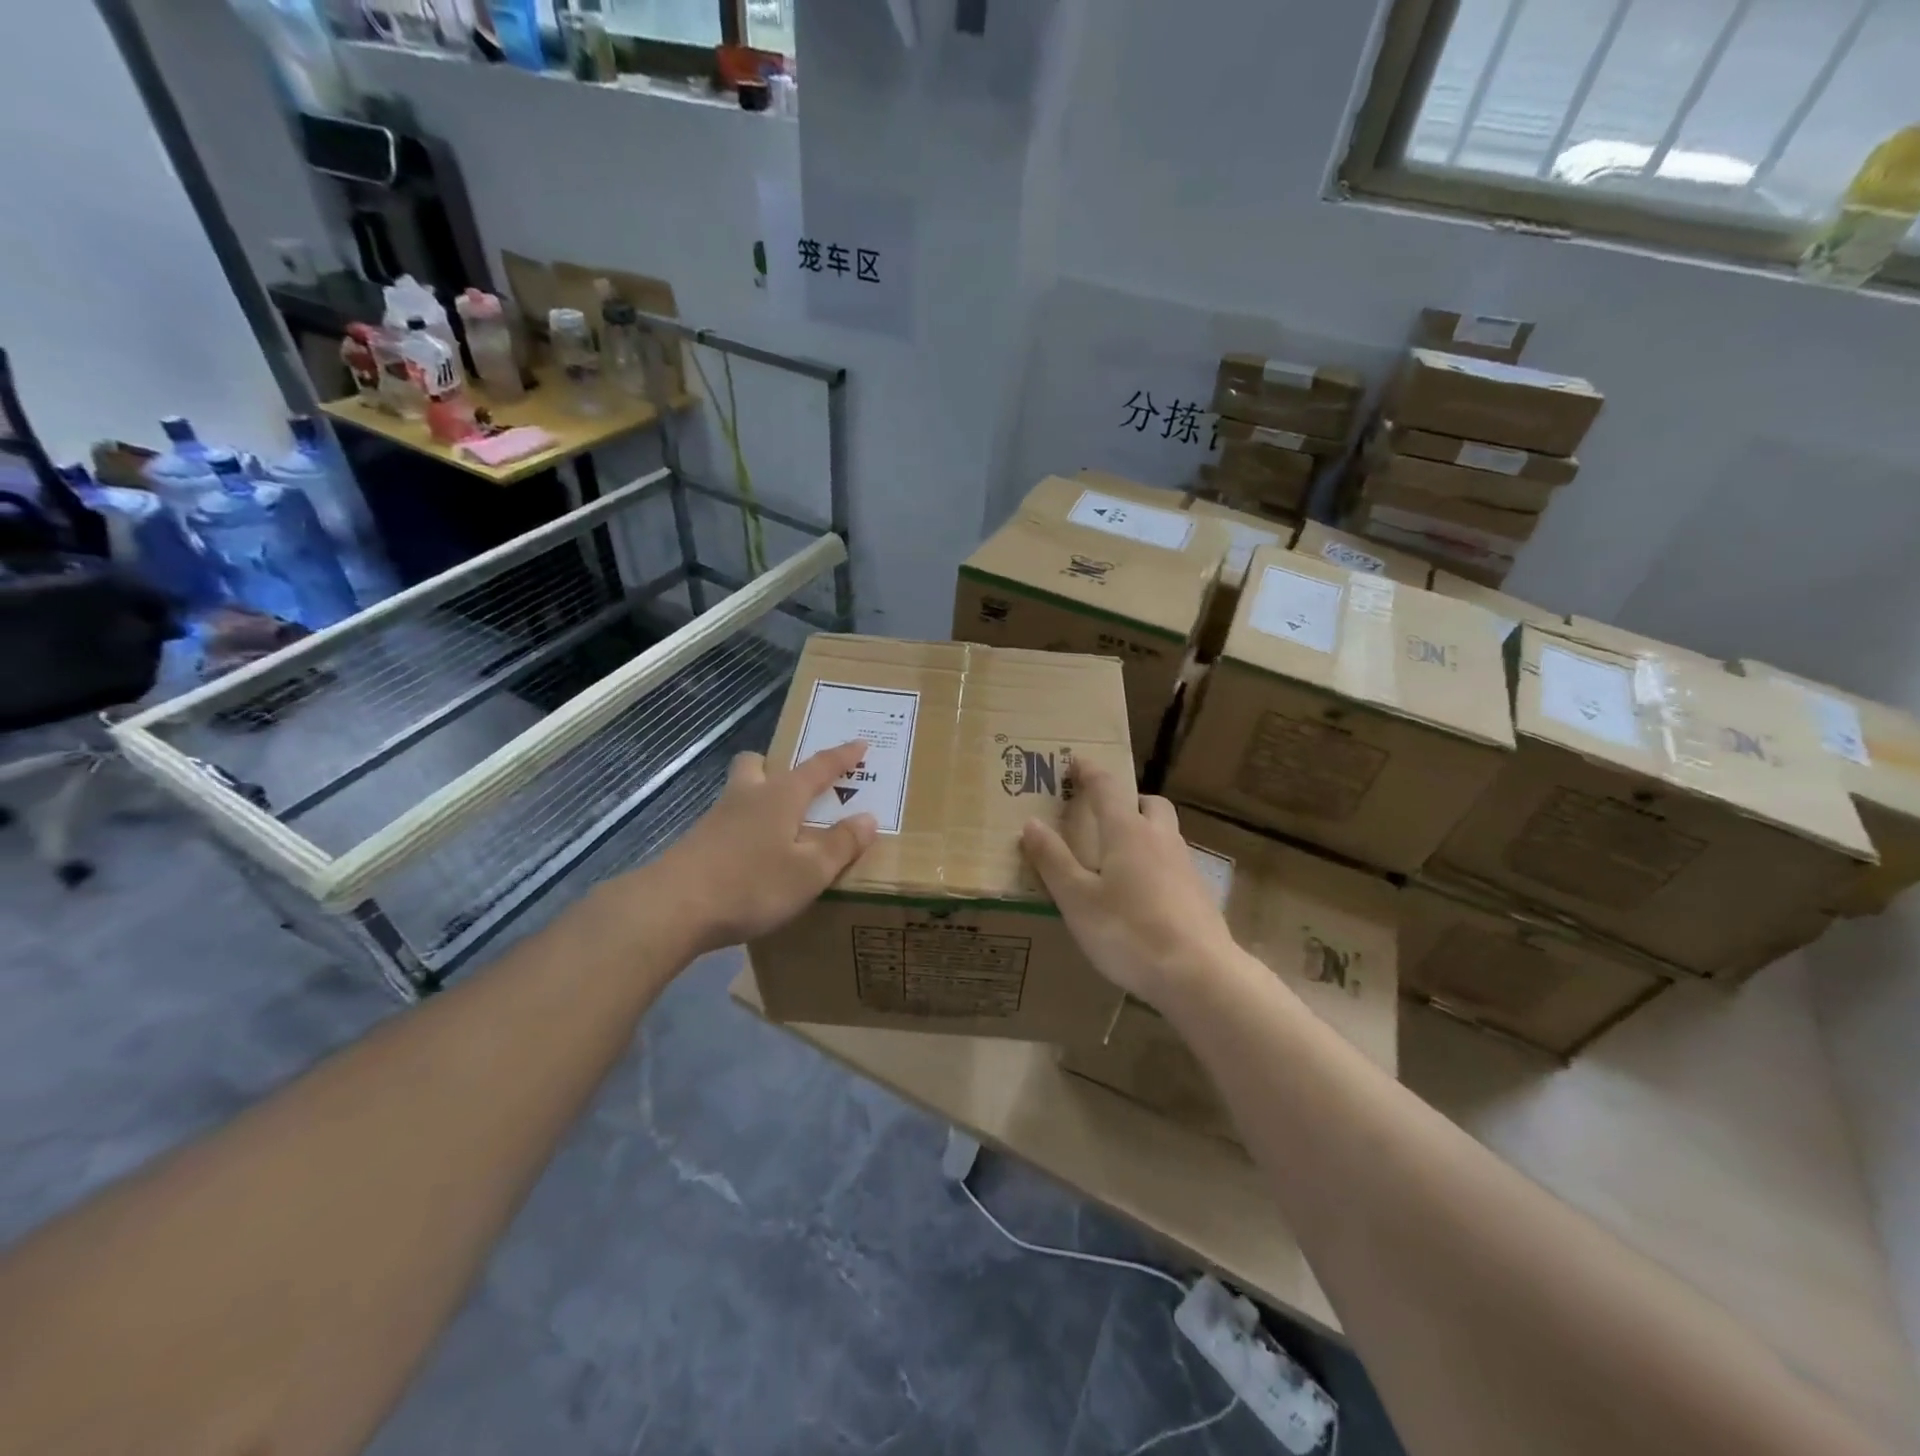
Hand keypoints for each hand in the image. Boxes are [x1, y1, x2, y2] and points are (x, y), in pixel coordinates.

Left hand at [641, 740, 878, 955]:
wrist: (672, 908)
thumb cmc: (751, 884)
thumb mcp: (809, 871)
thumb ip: (840, 844)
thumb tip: (868, 818)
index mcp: (780, 796)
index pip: (819, 767)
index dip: (842, 756)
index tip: (860, 743)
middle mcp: (747, 797)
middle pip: (757, 764)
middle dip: (777, 766)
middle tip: (797, 785)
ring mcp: (716, 819)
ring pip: (740, 793)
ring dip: (759, 799)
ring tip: (780, 827)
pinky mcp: (697, 844)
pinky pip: (728, 823)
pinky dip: (745, 830)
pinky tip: (753, 858)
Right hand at [1020, 763, 1237, 1007]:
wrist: (1198, 975)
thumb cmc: (1128, 932)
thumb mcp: (1077, 899)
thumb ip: (1053, 860)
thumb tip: (1031, 823)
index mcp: (1128, 832)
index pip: (1107, 788)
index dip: (1090, 772)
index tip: (1076, 762)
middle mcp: (1161, 839)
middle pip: (1150, 803)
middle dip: (1128, 800)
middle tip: (1105, 814)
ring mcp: (1186, 866)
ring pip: (1166, 833)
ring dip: (1145, 831)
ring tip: (1120, 857)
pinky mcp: (1199, 894)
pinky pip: (1175, 863)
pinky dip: (1157, 864)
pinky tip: (1144, 894)